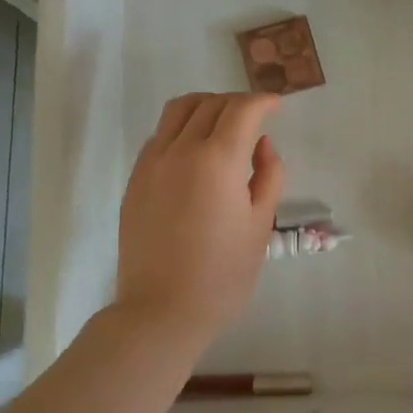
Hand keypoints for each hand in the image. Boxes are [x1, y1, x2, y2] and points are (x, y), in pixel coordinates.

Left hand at [115, 92, 284, 346]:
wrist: (161, 311)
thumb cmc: (223, 274)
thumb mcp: (261, 224)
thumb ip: (268, 175)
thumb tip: (261, 145)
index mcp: (217, 160)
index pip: (243, 110)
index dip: (264, 102)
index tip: (277, 106)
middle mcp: (180, 150)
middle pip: (211, 104)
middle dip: (238, 103)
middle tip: (256, 119)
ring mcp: (152, 162)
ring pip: (178, 110)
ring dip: (206, 106)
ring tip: (223, 125)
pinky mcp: (135, 178)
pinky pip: (160, 135)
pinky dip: (182, 128)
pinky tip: (195, 152)